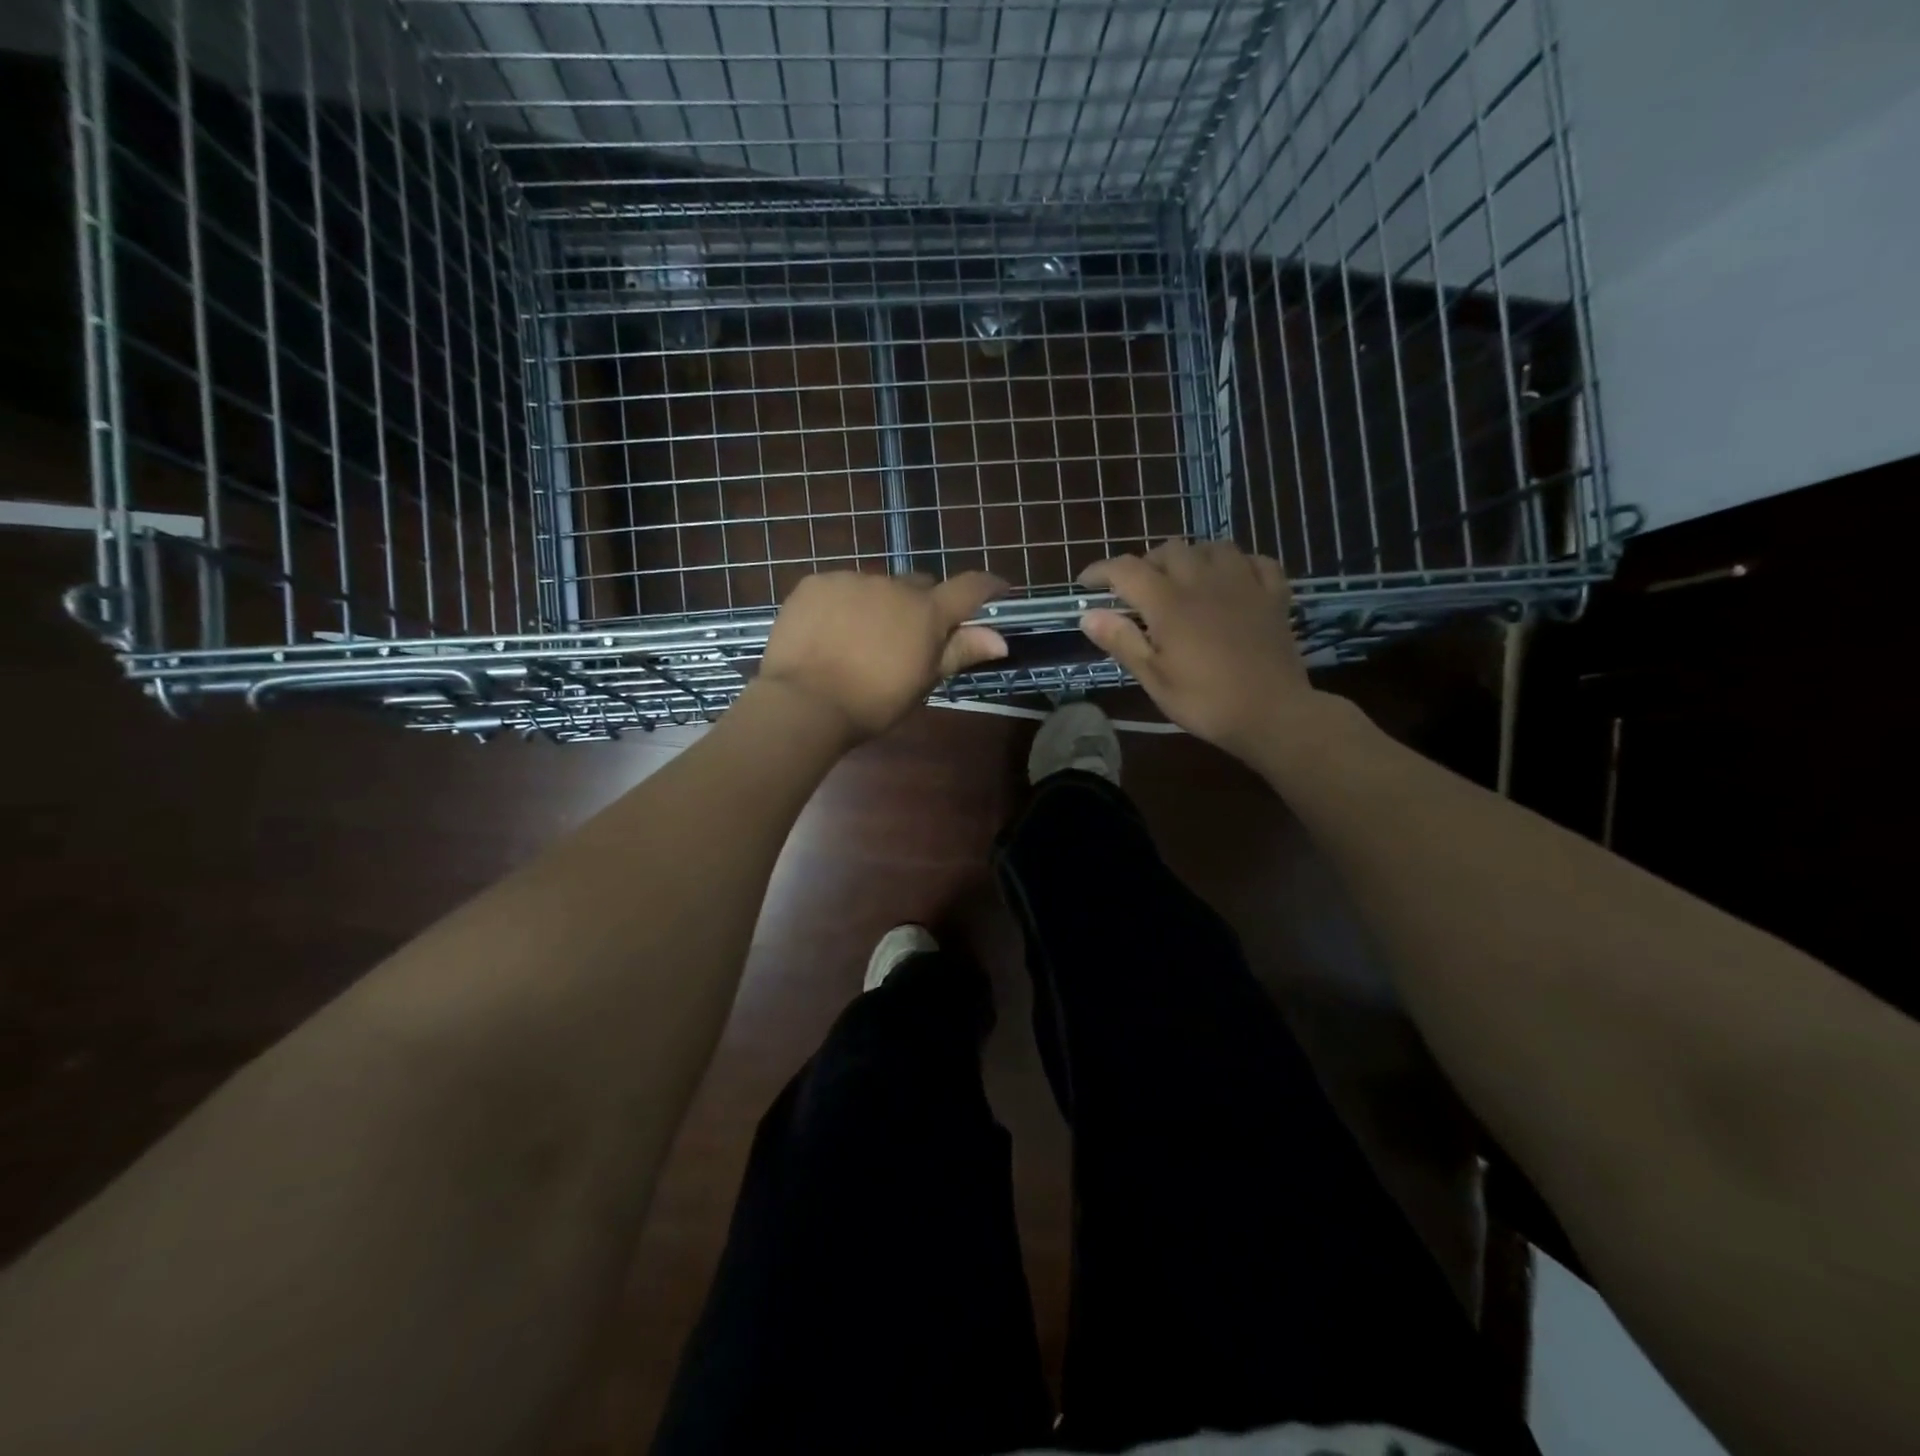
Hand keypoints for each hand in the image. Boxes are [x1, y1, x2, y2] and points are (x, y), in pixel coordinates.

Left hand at [756, 570, 1008, 741]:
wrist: (805, 702)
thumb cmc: (873, 702)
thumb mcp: (922, 682)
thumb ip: (959, 652)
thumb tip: (1000, 639)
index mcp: (926, 612)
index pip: (969, 587)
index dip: (988, 586)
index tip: (998, 588)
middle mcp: (893, 585)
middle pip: (919, 585)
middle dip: (920, 604)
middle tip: (908, 636)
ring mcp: (851, 580)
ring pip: (876, 586)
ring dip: (878, 604)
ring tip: (859, 639)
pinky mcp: (816, 583)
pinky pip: (838, 587)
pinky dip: (841, 604)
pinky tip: (829, 633)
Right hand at [1078, 540, 1314, 755]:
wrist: (1272, 714)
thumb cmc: (1205, 701)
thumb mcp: (1154, 678)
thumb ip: (1121, 641)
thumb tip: (1088, 614)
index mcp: (1169, 603)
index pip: (1126, 569)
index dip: (1101, 570)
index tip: (1086, 583)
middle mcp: (1204, 581)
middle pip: (1169, 549)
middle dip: (1146, 563)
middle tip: (1137, 589)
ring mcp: (1243, 584)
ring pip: (1212, 547)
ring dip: (1191, 557)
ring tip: (1183, 579)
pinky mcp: (1274, 595)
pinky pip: (1255, 561)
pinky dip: (1238, 563)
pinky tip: (1232, 580)